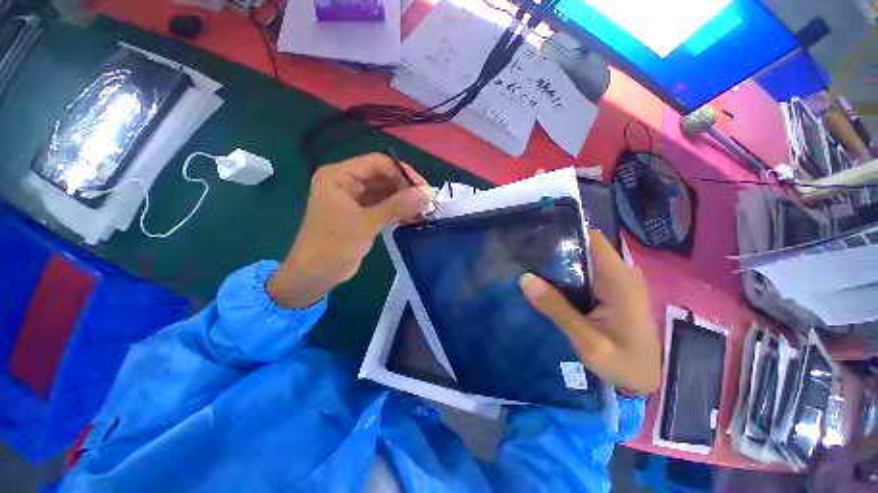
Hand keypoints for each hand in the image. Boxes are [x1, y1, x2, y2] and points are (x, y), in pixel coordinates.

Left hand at [268, 153, 432, 307]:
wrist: (315, 275)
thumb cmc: (334, 245)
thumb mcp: (366, 223)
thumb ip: (397, 206)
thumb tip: (427, 193)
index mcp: (339, 176)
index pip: (378, 163)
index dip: (403, 173)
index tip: (424, 189)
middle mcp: (347, 183)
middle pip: (383, 177)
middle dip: (406, 189)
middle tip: (427, 202)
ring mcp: (354, 199)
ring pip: (385, 193)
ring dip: (404, 201)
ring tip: (424, 211)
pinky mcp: (361, 215)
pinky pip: (384, 206)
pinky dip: (398, 211)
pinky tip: (413, 218)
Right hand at [519, 231, 659, 396]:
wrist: (646, 380)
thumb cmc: (623, 363)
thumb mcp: (587, 341)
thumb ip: (557, 309)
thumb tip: (525, 279)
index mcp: (619, 280)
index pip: (592, 240)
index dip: (565, 235)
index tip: (536, 240)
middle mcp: (621, 273)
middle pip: (586, 247)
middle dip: (557, 249)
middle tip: (527, 256)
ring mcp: (617, 280)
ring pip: (584, 258)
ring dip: (560, 262)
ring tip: (532, 266)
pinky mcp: (612, 289)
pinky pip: (587, 271)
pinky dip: (567, 273)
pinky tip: (549, 281)